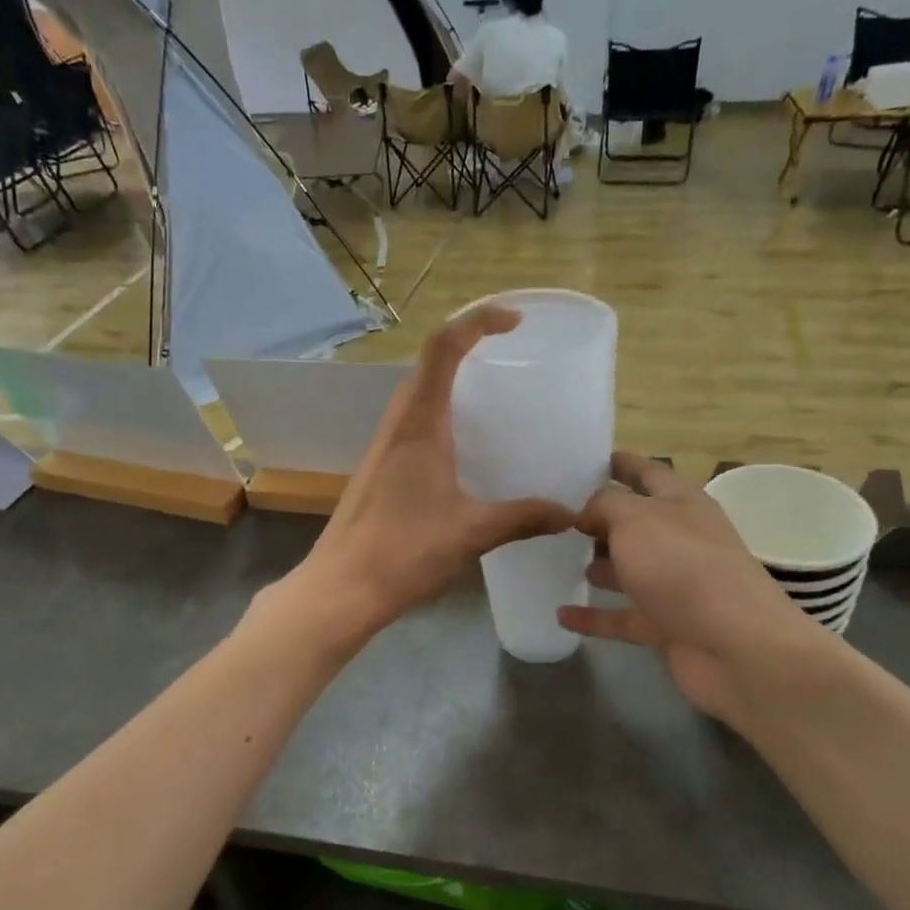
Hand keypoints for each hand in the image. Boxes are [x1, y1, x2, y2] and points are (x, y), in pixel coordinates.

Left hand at [287, 307, 574, 644]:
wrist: (341, 588)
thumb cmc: (404, 551)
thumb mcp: (472, 532)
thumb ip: (523, 517)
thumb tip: (569, 514)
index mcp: (419, 424)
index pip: (443, 347)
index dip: (478, 320)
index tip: (515, 321)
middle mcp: (397, 425)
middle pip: (428, 363)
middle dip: (468, 343)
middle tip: (509, 352)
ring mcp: (382, 448)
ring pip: (418, 394)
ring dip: (450, 379)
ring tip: (491, 395)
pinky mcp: (378, 471)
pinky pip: (412, 424)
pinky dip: (440, 414)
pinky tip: (462, 449)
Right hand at [558, 454, 833, 721]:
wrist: (735, 646)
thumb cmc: (682, 566)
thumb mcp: (636, 518)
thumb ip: (604, 505)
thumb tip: (585, 513)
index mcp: (681, 503)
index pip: (647, 472)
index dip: (619, 463)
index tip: (584, 459)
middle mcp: (680, 539)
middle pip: (635, 523)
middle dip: (600, 518)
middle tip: (556, 514)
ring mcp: (674, 585)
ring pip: (629, 570)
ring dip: (598, 565)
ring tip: (558, 559)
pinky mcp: (665, 625)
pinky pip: (621, 616)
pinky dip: (593, 616)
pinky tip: (562, 614)